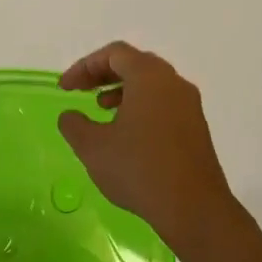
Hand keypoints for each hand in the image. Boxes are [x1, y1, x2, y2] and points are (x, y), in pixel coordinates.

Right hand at [57, 42, 239, 252]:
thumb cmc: (138, 169)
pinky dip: (139, 106)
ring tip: (101, 109)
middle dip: (103, 74)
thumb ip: (74, 124)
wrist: (192, 207)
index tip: (65, 88)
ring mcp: (189, 106)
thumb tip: (70, 116)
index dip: (84, 66)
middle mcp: (174, 84)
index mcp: (149, 78)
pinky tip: (125, 133)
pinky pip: (163, 103)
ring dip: (121, 90)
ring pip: (151, 84)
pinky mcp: (195, 128)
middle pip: (135, 64)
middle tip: (80, 90)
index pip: (114, 54)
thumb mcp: (92, 146)